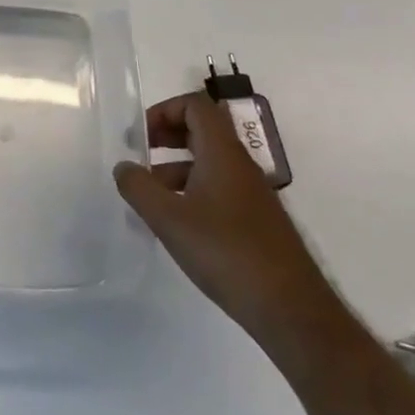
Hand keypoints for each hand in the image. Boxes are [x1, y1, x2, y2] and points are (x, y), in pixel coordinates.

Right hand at [115, 92, 335, 348]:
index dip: (164, 110)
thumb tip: (123, 167)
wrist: (290, 309)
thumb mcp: (169, 218)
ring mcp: (251, 193)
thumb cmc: (226, 252)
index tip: (140, 136)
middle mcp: (240, 165)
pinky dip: (192, 190)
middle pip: (203, 129)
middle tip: (140, 155)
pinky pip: (218, 187)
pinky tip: (176, 223)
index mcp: (222, 153)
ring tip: (150, 195)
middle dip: (168, 135)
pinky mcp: (256, 220)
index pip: (196, 105)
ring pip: (209, 161)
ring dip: (176, 166)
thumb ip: (139, 187)